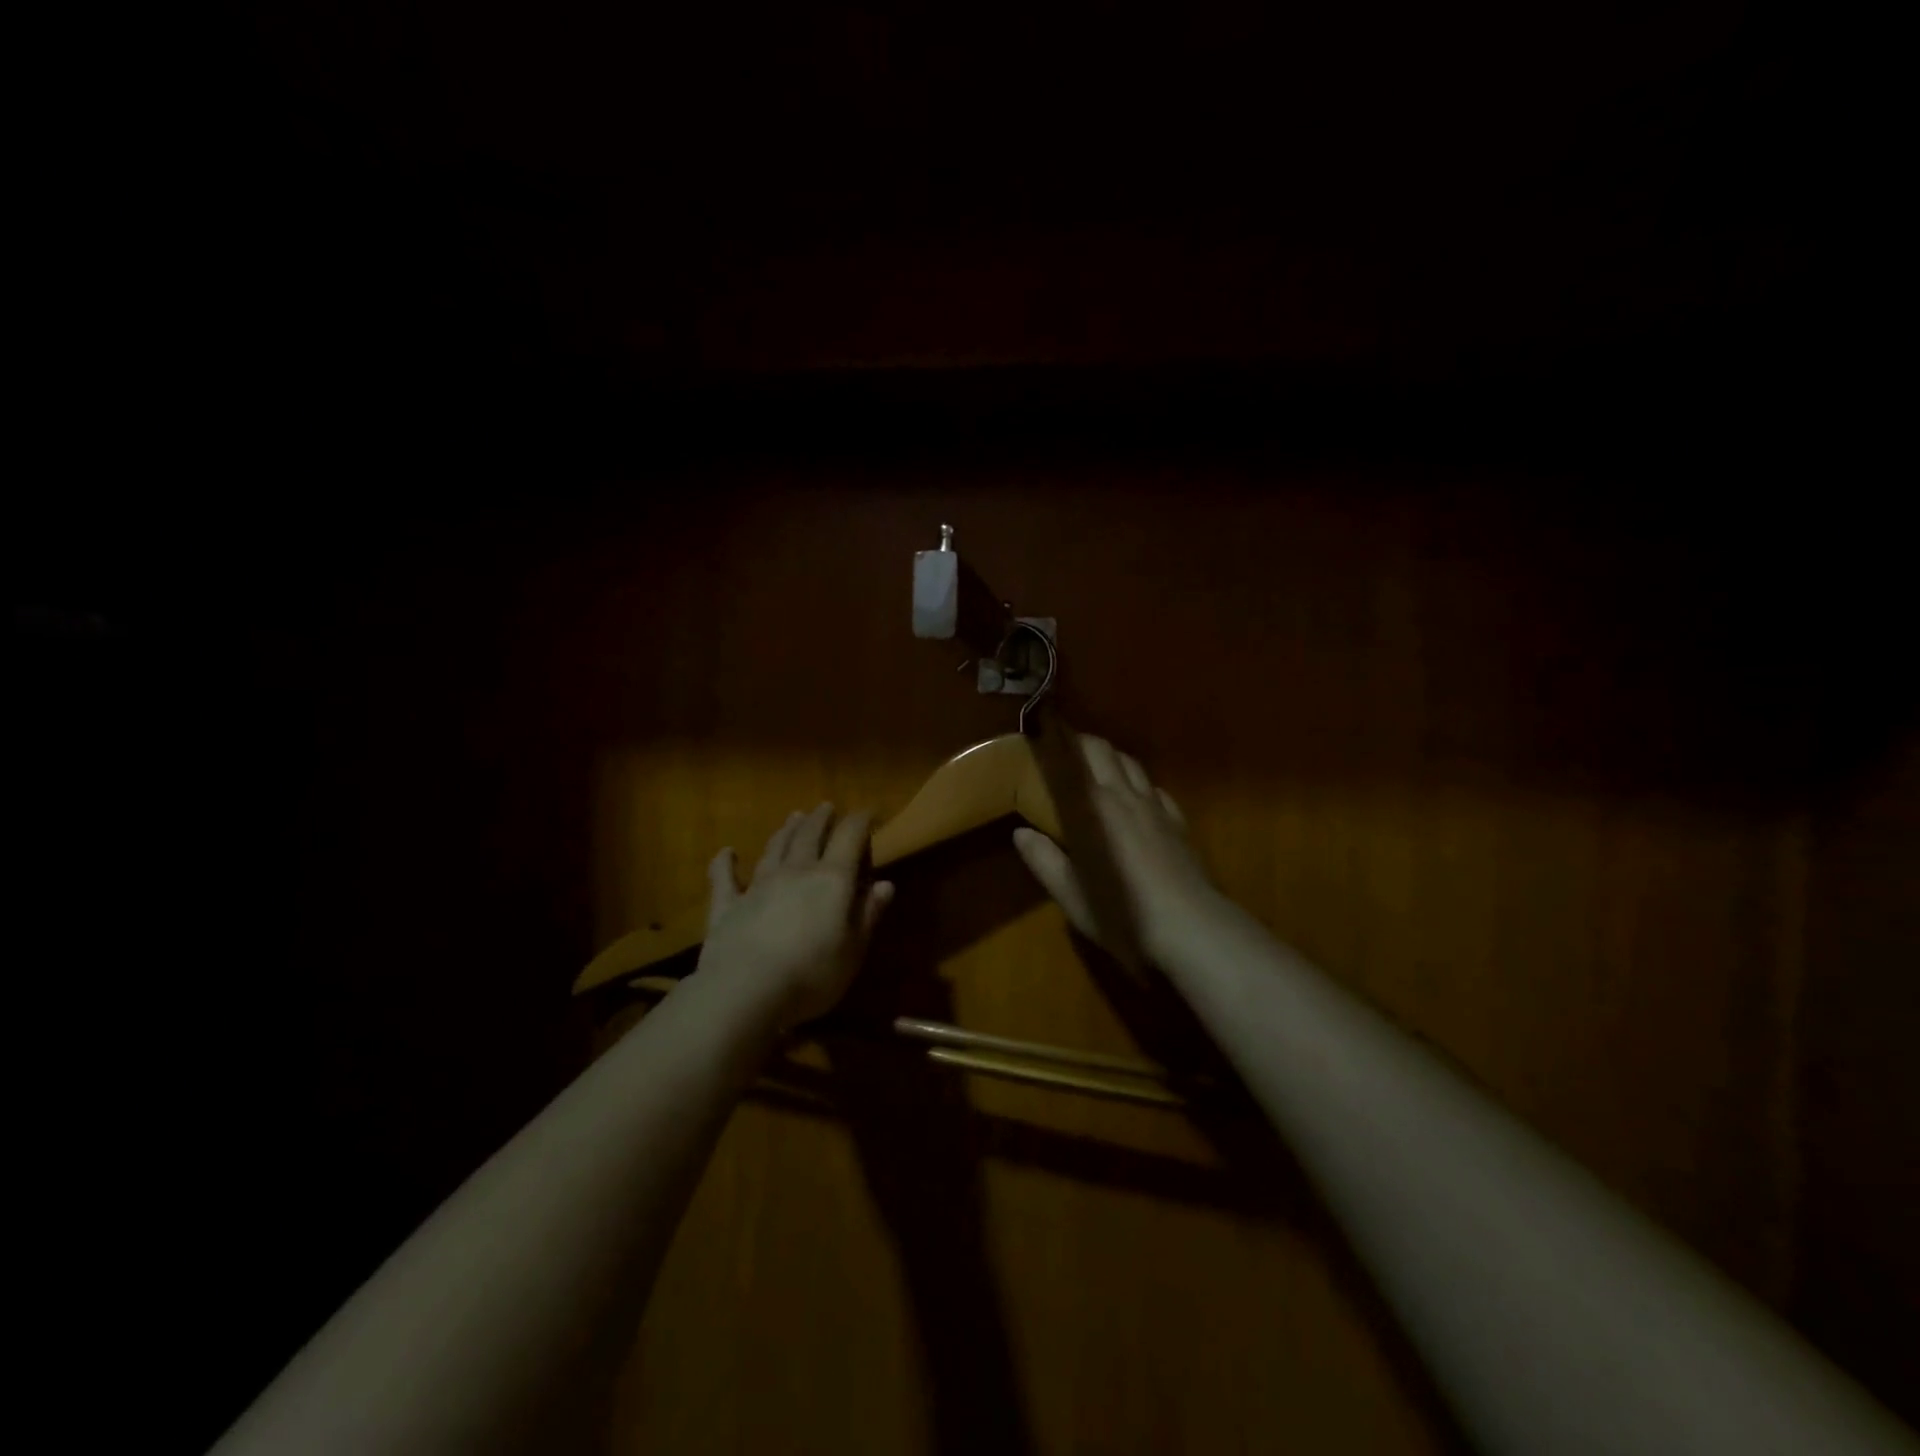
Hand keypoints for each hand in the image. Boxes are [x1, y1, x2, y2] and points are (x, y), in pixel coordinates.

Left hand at [698, 803, 893, 1028]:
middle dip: (820, 819)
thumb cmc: (812, 975)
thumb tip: (885, 884)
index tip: (868, 813)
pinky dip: (725, 863)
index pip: (849, 838)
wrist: (745, 992)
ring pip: (774, 849)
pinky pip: (724, 879)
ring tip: (794, 817)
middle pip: (809, 836)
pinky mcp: (727, 906)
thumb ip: (868, 914)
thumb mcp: (853, 950)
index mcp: (831, 880)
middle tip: (826, 807)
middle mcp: (795, 872)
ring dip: (785, 831)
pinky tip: (726, 852)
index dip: (860, 821)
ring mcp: (758, 886)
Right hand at [1013, 735, 1222, 964]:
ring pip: (1133, 765)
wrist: (1190, 927)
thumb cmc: (1122, 911)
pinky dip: (1139, 785)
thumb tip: (1021, 833)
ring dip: (1112, 759)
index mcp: (1096, 806)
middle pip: (1107, 751)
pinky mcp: (1179, 823)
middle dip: (1084, 743)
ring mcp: (1157, 807)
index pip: (1078, 756)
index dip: (1060, 741)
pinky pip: (1155, 789)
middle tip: (1063, 751)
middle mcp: (1127, 795)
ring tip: (1096, 770)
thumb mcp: (1072, 894)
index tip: (1042, 736)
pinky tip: (1136, 800)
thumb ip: (1044, 860)